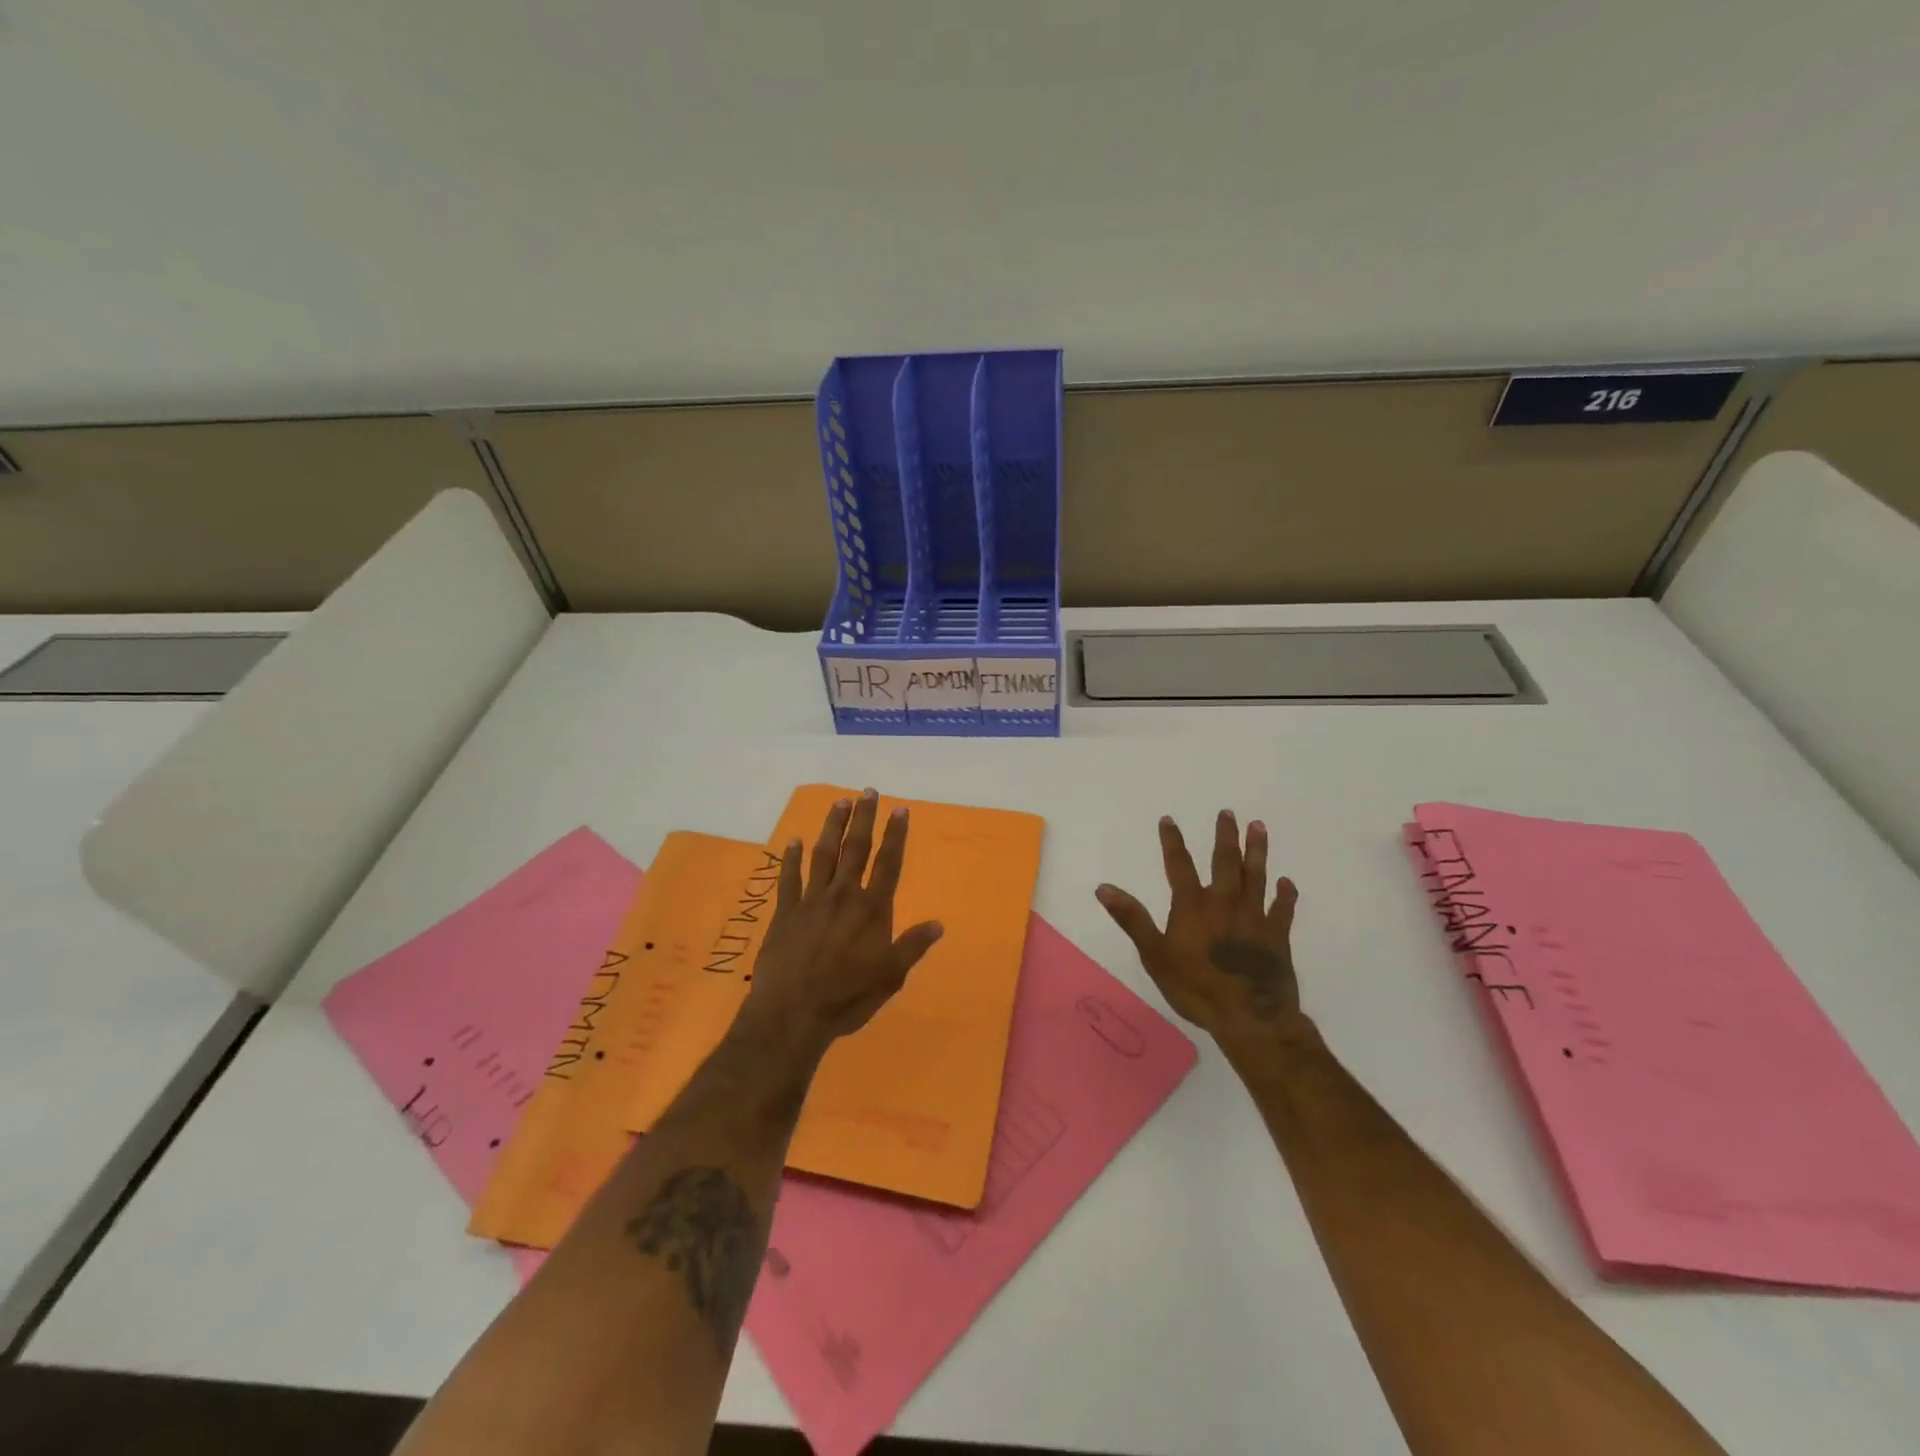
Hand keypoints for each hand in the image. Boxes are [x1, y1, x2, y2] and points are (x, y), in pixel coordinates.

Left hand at [739, 789, 943, 1056]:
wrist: (791, 1014)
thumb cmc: (847, 997)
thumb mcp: (890, 977)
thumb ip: (912, 946)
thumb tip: (938, 923)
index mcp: (871, 909)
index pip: (888, 863)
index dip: (895, 835)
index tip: (900, 809)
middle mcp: (842, 896)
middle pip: (856, 849)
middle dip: (864, 818)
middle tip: (868, 791)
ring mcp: (811, 902)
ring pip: (823, 855)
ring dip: (832, 827)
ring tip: (839, 802)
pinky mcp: (785, 913)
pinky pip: (789, 879)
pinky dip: (791, 859)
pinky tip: (794, 841)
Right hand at [1096, 812, 1310, 1050]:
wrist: (1249, 1017)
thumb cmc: (1196, 988)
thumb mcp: (1155, 955)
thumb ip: (1132, 919)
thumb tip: (1103, 888)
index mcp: (1193, 906)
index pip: (1179, 865)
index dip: (1173, 842)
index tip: (1169, 820)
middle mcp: (1225, 903)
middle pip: (1225, 862)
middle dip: (1225, 836)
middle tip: (1228, 813)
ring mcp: (1254, 917)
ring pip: (1256, 876)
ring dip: (1256, 851)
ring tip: (1258, 827)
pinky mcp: (1277, 936)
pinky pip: (1283, 909)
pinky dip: (1285, 894)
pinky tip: (1286, 882)